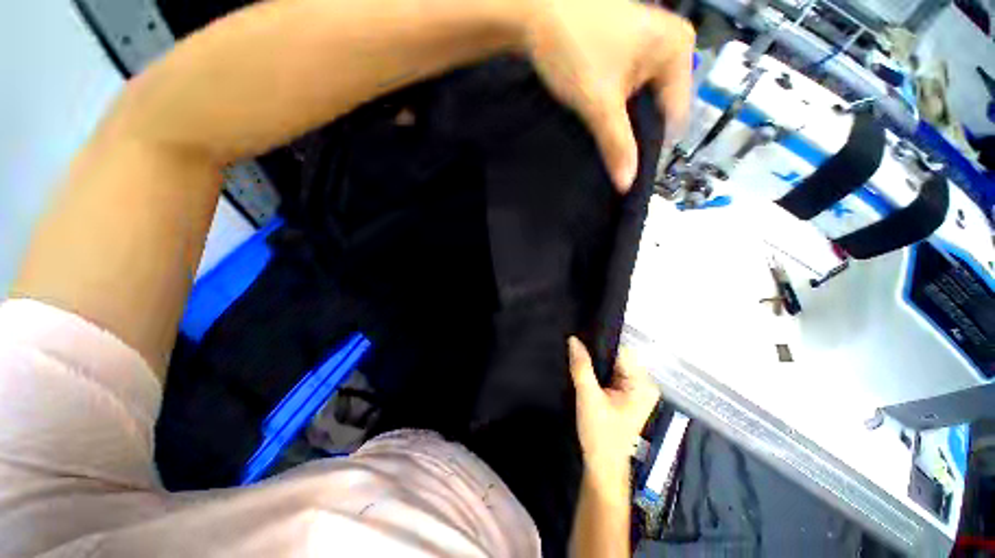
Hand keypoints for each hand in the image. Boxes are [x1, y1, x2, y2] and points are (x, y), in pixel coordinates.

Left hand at [523, 0, 694, 189]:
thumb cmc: (574, 49)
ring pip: (641, 102)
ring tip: (605, 140)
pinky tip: (602, 120)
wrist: (534, 12)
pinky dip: (616, 108)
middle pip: (658, 108)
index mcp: (678, 49)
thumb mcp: (599, 102)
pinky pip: (629, 90)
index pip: (674, 115)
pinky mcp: (627, 50)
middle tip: (614, 157)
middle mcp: (670, 45)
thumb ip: (617, 144)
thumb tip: (627, 184)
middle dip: (635, 134)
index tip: (629, 168)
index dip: (651, 145)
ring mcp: (648, 46)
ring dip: (624, 124)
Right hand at [568, 337, 660, 480]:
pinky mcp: (626, 394)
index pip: (621, 351)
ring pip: (612, 364)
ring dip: (595, 363)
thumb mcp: (588, 398)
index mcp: (642, 384)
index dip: (600, 345)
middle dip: (596, 354)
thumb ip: (581, 367)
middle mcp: (643, 383)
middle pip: (617, 356)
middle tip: (575, 353)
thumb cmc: (600, 434)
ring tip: (577, 361)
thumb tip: (573, 339)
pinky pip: (610, 373)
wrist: (602, 466)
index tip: (579, 340)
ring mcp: (635, 389)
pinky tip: (584, 372)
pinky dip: (597, 372)